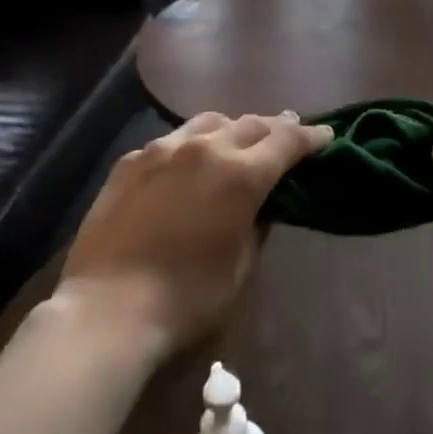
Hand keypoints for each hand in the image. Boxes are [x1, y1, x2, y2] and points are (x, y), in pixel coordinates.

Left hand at [60, 111, 332, 356]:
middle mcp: (206, 148)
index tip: (326, 135)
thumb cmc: (187, 299)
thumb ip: (259, 223)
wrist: (107, 311)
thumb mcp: (241, 266)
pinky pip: (172, 140)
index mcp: (241, 174)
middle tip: (289, 130)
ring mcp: (163, 150)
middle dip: (276, 126)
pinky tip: (190, 159)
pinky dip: (193, 143)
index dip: (311, 136)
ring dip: (233, 127)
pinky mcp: (131, 162)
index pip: (287, 140)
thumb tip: (265, 202)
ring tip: (240, 138)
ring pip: (210, 121)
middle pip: (252, 123)